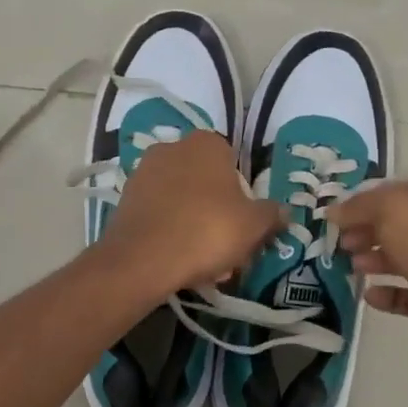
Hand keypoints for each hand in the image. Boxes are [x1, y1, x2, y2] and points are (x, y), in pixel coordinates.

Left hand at [99, 130, 283, 297]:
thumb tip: (283, 212)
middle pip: (205, 182)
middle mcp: (172, 148)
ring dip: (194, 224)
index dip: (242, 194)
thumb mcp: (253, 225)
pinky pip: (158, 214)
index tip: (244, 223)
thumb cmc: (208, 230)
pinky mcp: (124, 200)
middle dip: (217, 211)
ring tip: (204, 262)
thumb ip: (272, 214)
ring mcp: (143, 173)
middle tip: (227, 246)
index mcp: (206, 144)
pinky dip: (170, 231)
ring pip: (181, 200)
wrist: (144, 259)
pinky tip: (178, 260)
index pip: (232, 162)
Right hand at [333, 180, 407, 369]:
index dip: (361, 202)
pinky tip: (369, 294)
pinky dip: (383, 293)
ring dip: (370, 259)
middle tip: (339, 242)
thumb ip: (358, 207)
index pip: (392, 193)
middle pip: (392, 226)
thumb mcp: (391, 209)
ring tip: (352, 266)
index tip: (333, 216)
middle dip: (363, 231)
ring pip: (396, 258)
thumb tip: (333, 212)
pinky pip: (401, 293)